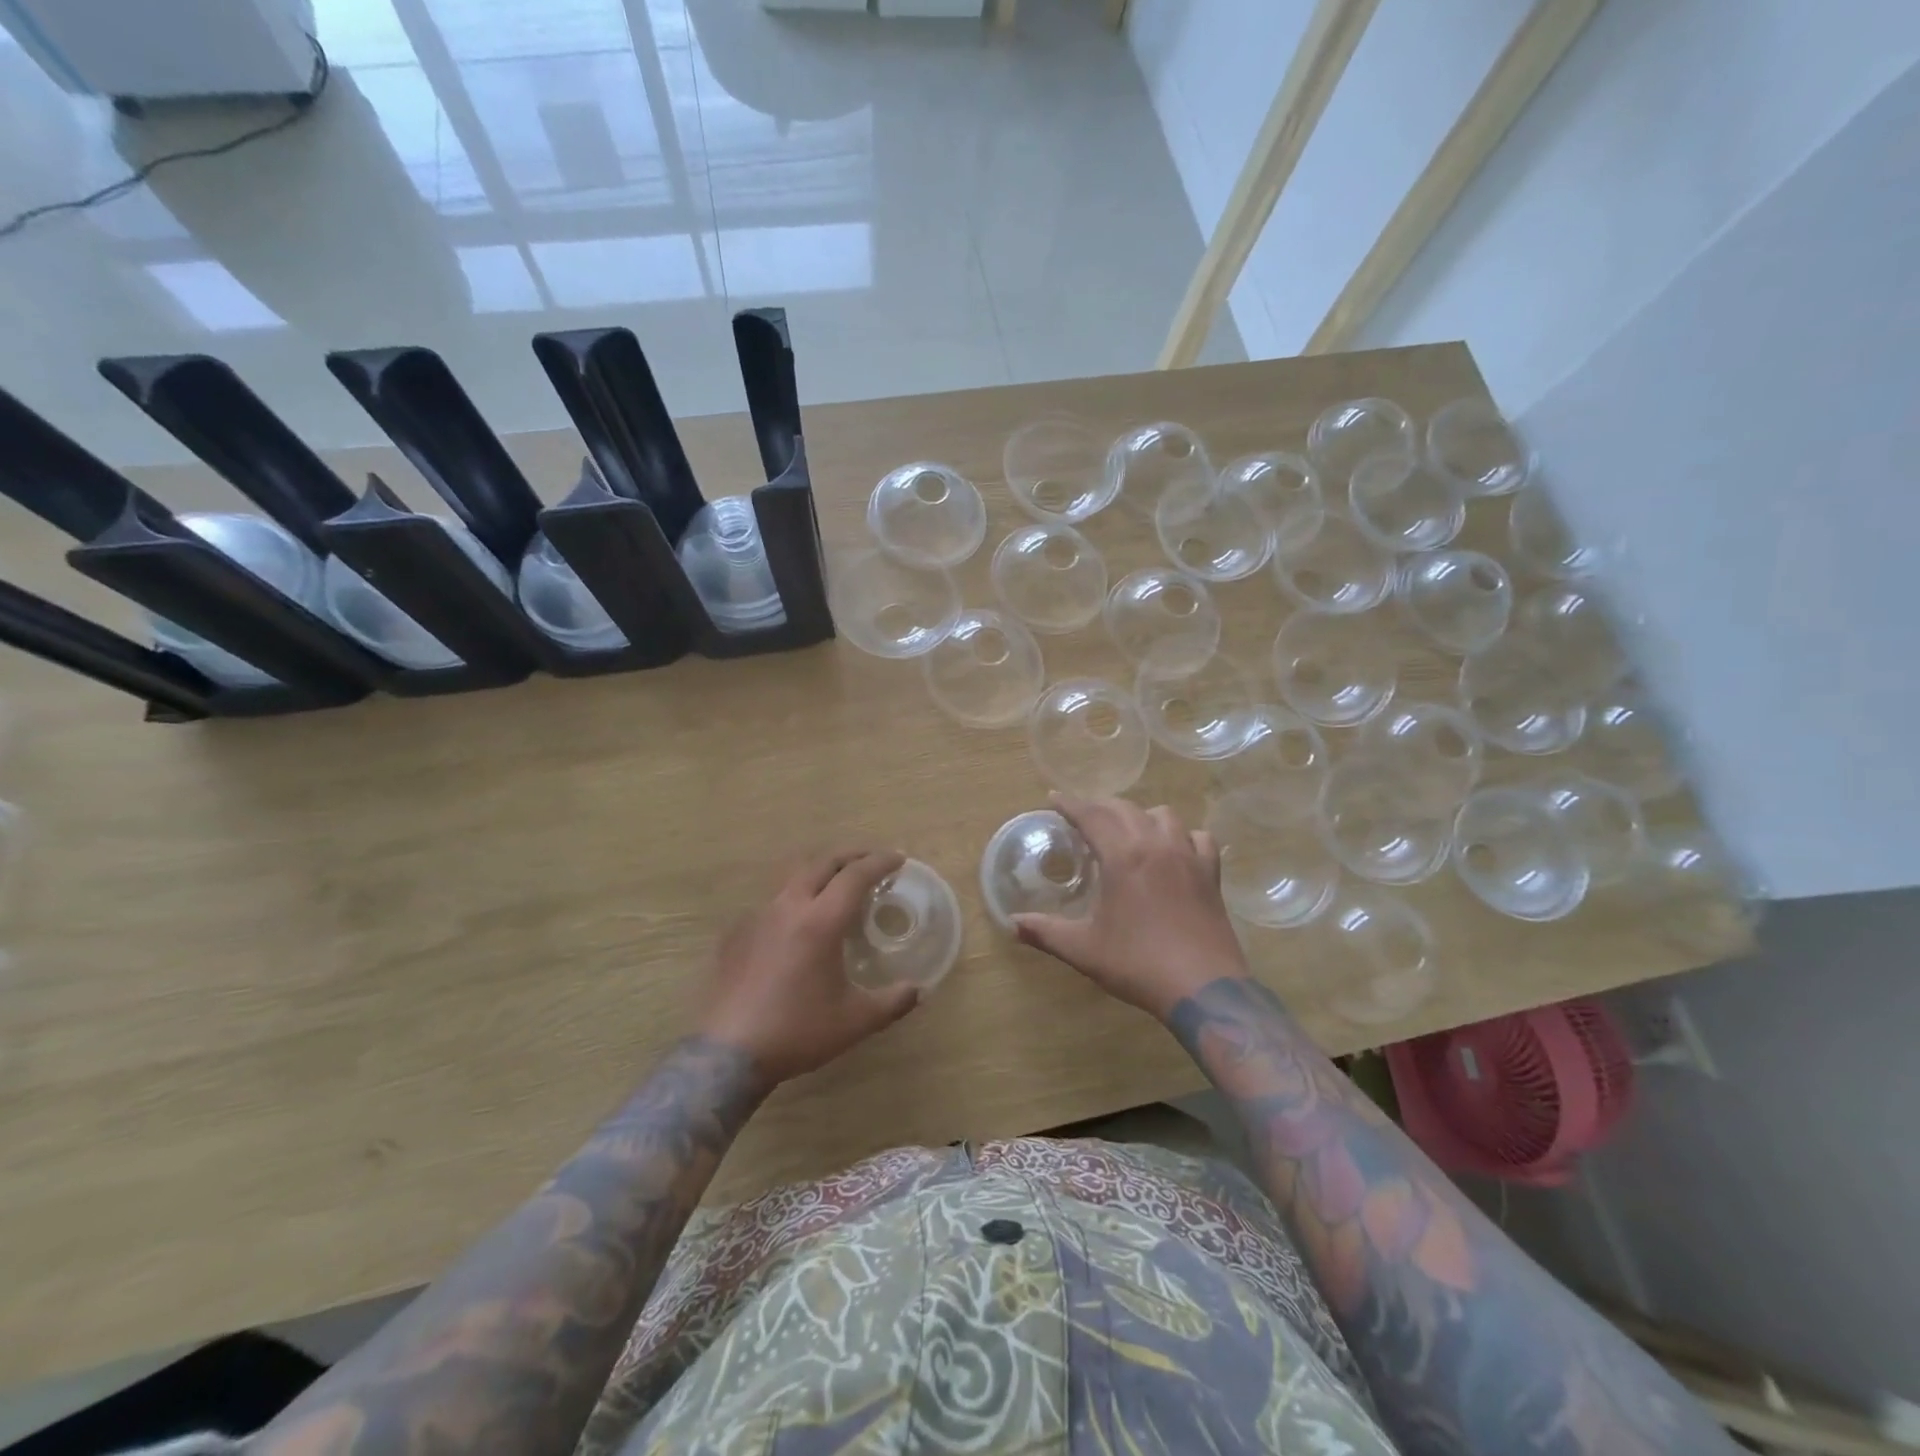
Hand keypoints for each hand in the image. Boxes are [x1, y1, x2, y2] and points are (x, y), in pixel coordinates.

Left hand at [700, 846, 920, 1084]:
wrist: (729, 1054)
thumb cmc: (798, 1031)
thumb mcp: (855, 1021)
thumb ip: (893, 1001)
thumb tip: (917, 989)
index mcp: (821, 921)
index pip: (856, 876)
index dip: (880, 863)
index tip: (898, 860)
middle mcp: (789, 907)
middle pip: (823, 863)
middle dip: (851, 856)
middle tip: (871, 861)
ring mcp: (758, 917)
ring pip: (794, 878)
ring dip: (821, 872)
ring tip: (836, 885)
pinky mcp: (737, 933)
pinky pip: (772, 902)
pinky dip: (794, 898)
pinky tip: (797, 922)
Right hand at [1013, 795, 1249, 1021]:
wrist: (1203, 988)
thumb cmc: (1138, 964)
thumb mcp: (1084, 949)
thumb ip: (1046, 932)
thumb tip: (1012, 923)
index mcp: (1123, 856)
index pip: (1091, 815)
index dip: (1070, 804)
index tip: (1054, 798)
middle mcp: (1156, 844)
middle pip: (1125, 809)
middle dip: (1100, 807)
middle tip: (1083, 817)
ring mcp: (1188, 856)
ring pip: (1164, 815)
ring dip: (1141, 815)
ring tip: (1128, 830)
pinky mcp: (1210, 873)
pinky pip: (1198, 837)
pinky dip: (1183, 835)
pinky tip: (1175, 849)